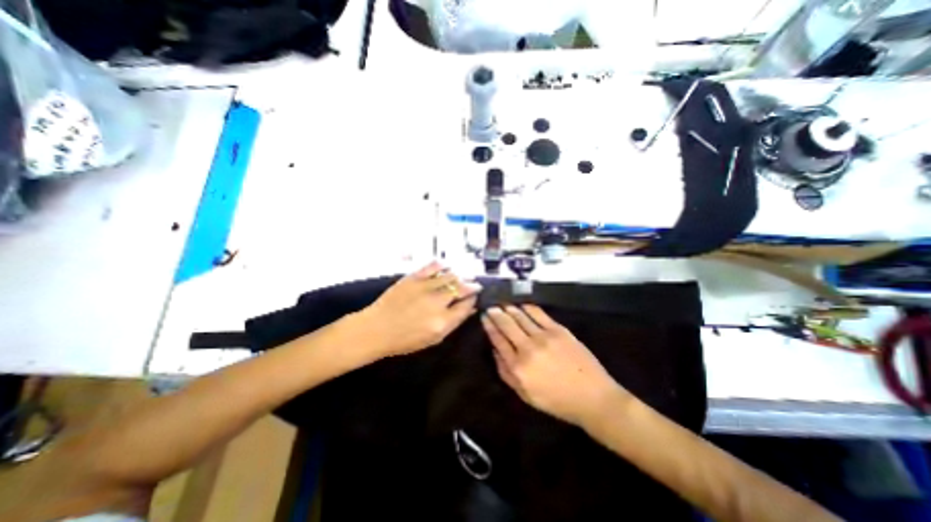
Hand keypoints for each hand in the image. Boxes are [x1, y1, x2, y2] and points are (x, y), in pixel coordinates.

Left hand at [358, 263, 478, 361]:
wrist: (376, 329)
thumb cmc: (404, 340)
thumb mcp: (433, 339)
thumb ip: (454, 323)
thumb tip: (470, 309)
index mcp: (442, 321)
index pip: (466, 305)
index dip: (473, 299)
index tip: (475, 296)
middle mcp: (436, 302)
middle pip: (461, 288)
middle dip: (471, 285)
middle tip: (475, 284)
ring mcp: (425, 287)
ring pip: (451, 275)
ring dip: (460, 275)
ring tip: (464, 276)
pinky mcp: (413, 277)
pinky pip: (433, 266)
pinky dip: (442, 265)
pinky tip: (447, 267)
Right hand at [484, 306, 628, 427]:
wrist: (593, 397)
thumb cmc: (557, 401)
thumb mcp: (525, 395)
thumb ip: (506, 373)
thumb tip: (495, 350)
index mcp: (518, 367)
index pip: (498, 340)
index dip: (489, 326)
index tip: (484, 317)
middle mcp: (527, 348)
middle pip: (507, 325)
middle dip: (496, 314)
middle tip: (490, 307)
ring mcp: (543, 337)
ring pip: (520, 316)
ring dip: (509, 308)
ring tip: (503, 303)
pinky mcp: (558, 330)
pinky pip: (538, 313)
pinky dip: (527, 307)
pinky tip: (521, 304)